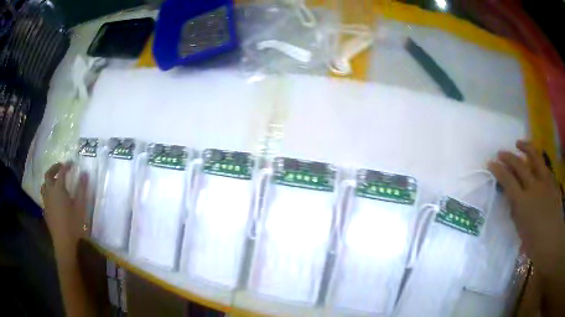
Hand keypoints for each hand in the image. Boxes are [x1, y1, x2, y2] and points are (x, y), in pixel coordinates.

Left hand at [41, 162, 88, 250]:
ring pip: (44, 185)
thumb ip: (82, 189)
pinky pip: (44, 195)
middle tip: (60, 167)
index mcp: (58, 189)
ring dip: (48, 180)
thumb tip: (85, 173)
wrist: (63, 242)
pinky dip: (47, 191)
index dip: (66, 166)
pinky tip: (52, 197)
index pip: (62, 172)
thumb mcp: (80, 207)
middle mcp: (50, 191)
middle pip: (48, 174)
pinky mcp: (45, 209)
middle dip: (54, 168)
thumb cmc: (73, 224)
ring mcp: (46, 201)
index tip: (71, 163)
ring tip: (54, 181)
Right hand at [488, 140, 564, 278]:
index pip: (508, 181)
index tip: (491, 163)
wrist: (552, 239)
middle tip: (501, 153)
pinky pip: (543, 164)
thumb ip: (516, 212)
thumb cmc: (535, 243)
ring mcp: (544, 181)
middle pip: (519, 165)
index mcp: (523, 202)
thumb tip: (512, 199)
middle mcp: (533, 187)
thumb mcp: (521, 231)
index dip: (498, 170)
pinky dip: (537, 158)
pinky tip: (534, 158)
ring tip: (518, 143)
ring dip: (525, 147)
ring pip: (534, 157)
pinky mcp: (551, 180)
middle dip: (508, 157)